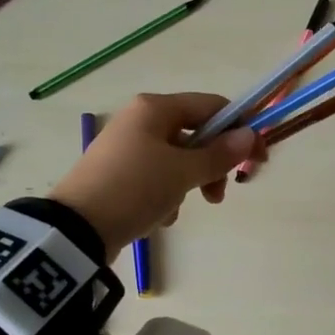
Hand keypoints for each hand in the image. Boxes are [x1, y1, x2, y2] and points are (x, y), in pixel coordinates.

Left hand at [50, 93, 257, 257]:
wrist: (77, 228)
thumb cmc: (135, 189)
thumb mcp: (182, 172)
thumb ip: (219, 154)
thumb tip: (249, 135)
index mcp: (154, 108)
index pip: (211, 106)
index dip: (239, 131)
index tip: (257, 161)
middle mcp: (139, 120)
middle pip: (194, 136)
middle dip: (211, 166)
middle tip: (218, 195)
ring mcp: (126, 148)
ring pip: (176, 161)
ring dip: (187, 185)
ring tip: (177, 210)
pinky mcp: (118, 175)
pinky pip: (155, 179)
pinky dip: (164, 196)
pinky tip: (157, 217)